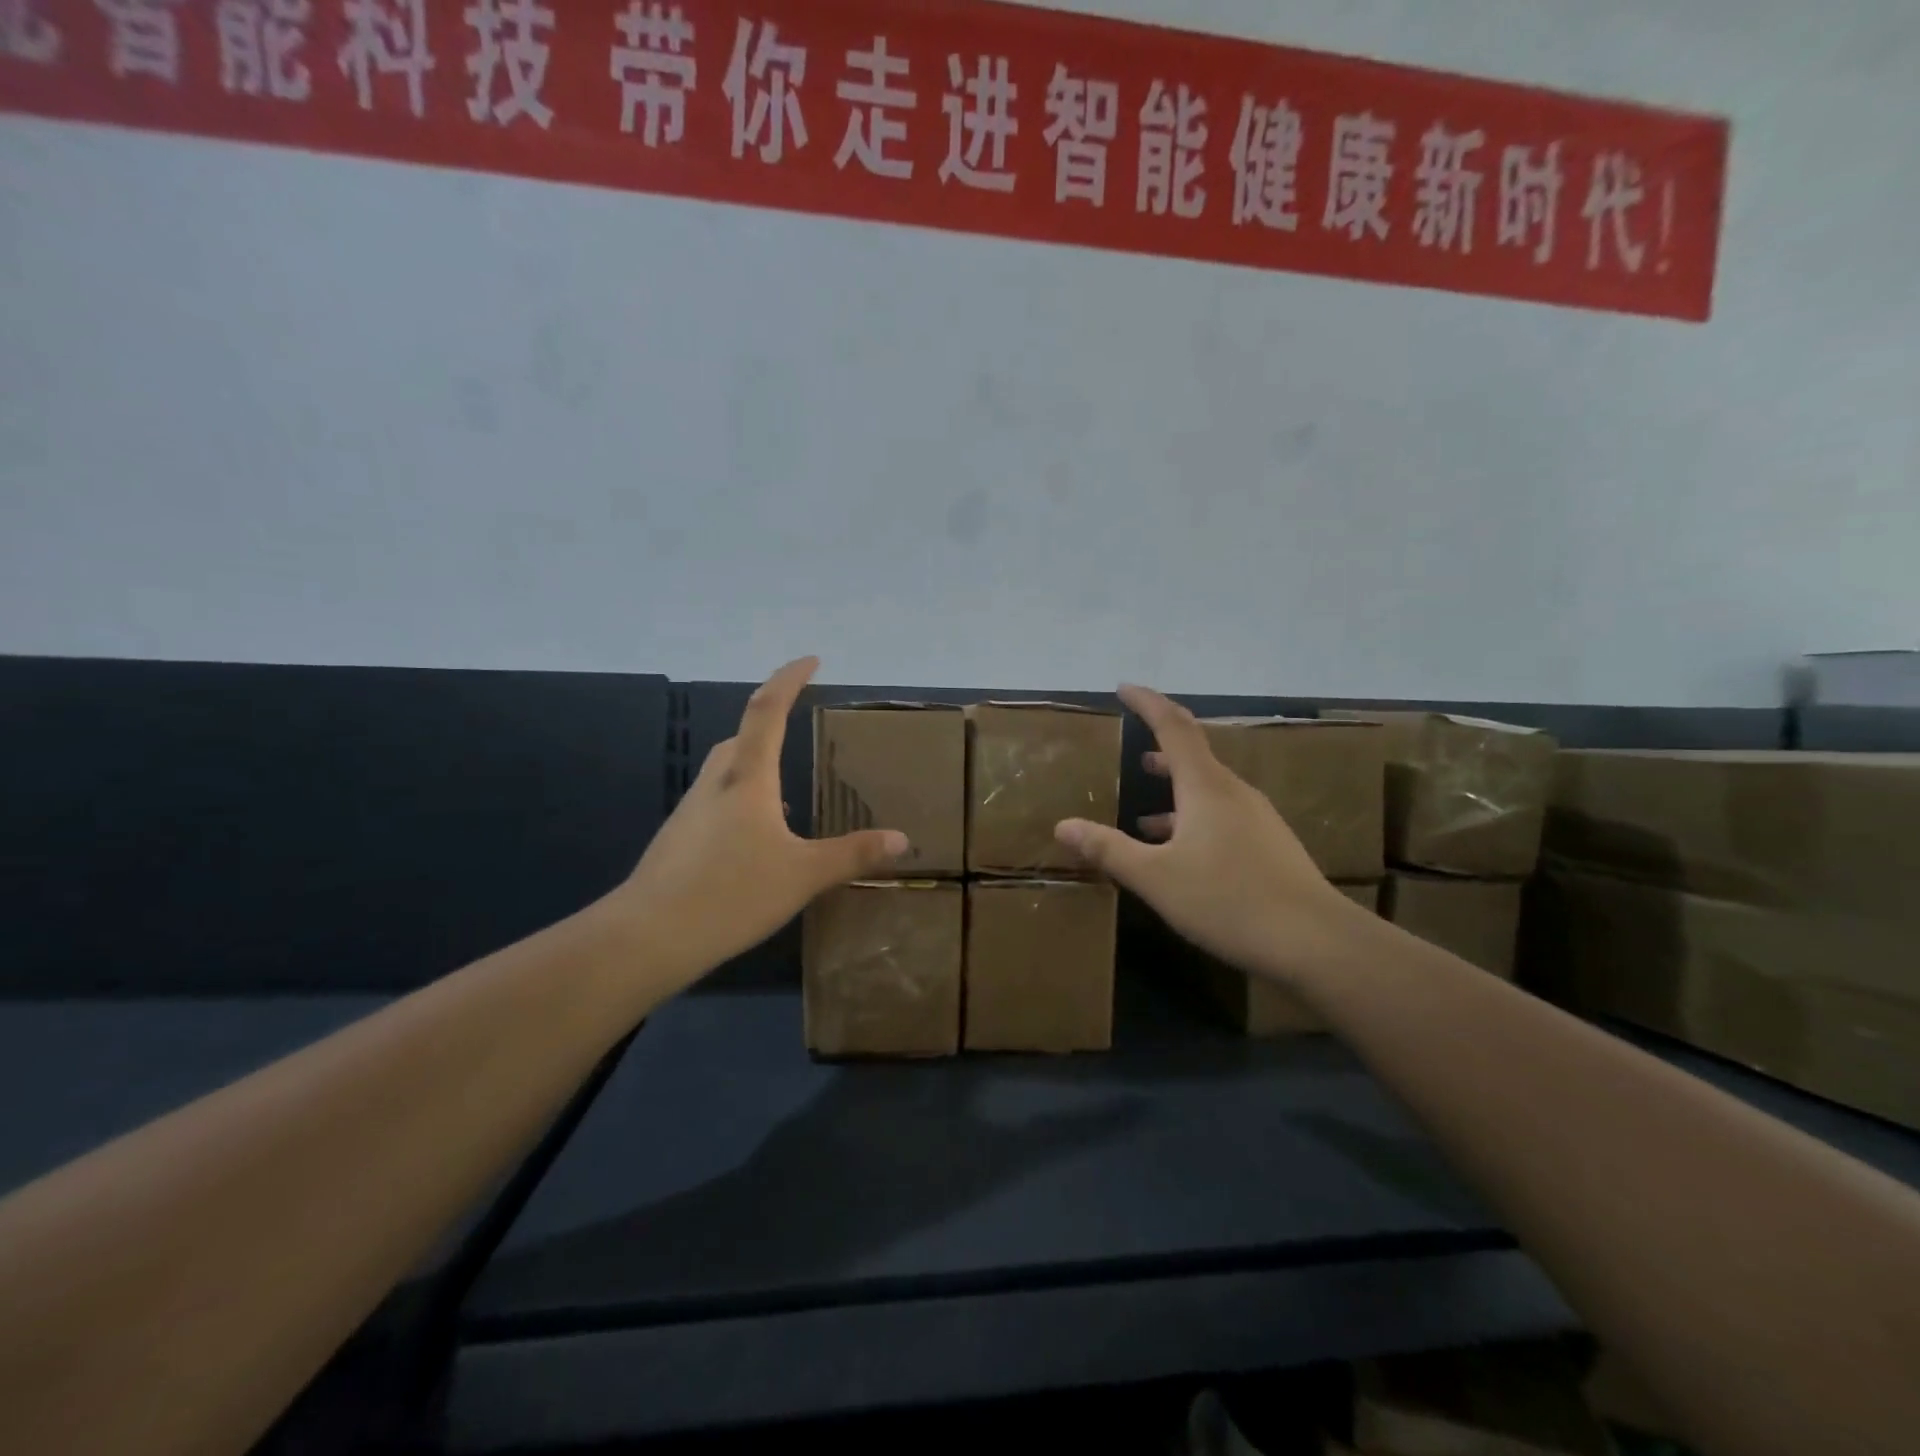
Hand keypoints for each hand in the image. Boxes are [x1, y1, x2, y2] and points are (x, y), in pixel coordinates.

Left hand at [613, 657, 906, 990]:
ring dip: (755, 768)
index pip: (768, 710)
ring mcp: (690, 812)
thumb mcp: (804, 874)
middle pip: (742, 737)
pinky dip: (740, 803)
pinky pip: (715, 803)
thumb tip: (902, 839)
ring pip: (726, 772)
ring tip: (786, 799)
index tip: (811, 660)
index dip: (788, 679)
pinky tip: (755, 842)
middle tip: (797, 732)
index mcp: (748, 778)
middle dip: (770, 725)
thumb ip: (853, 854)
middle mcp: (715, 784)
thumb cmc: (732, 892)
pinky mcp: (677, 840)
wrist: (649, 936)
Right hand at [1054, 685, 1369, 983]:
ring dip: (1175, 791)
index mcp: (1206, 787)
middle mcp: (1234, 793)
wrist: (1316, 942)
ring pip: (1208, 791)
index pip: (1173, 726)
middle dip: (1161, 748)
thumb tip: (1062, 825)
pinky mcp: (1269, 846)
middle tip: (1133, 747)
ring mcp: (1256, 819)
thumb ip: (1108, 849)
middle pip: (1194, 755)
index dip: (1147, 703)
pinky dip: (1193, 820)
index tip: (1123, 688)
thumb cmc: (1228, 900)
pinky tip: (1180, 853)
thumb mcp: (1156, 878)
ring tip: (1144, 814)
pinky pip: (1222, 816)